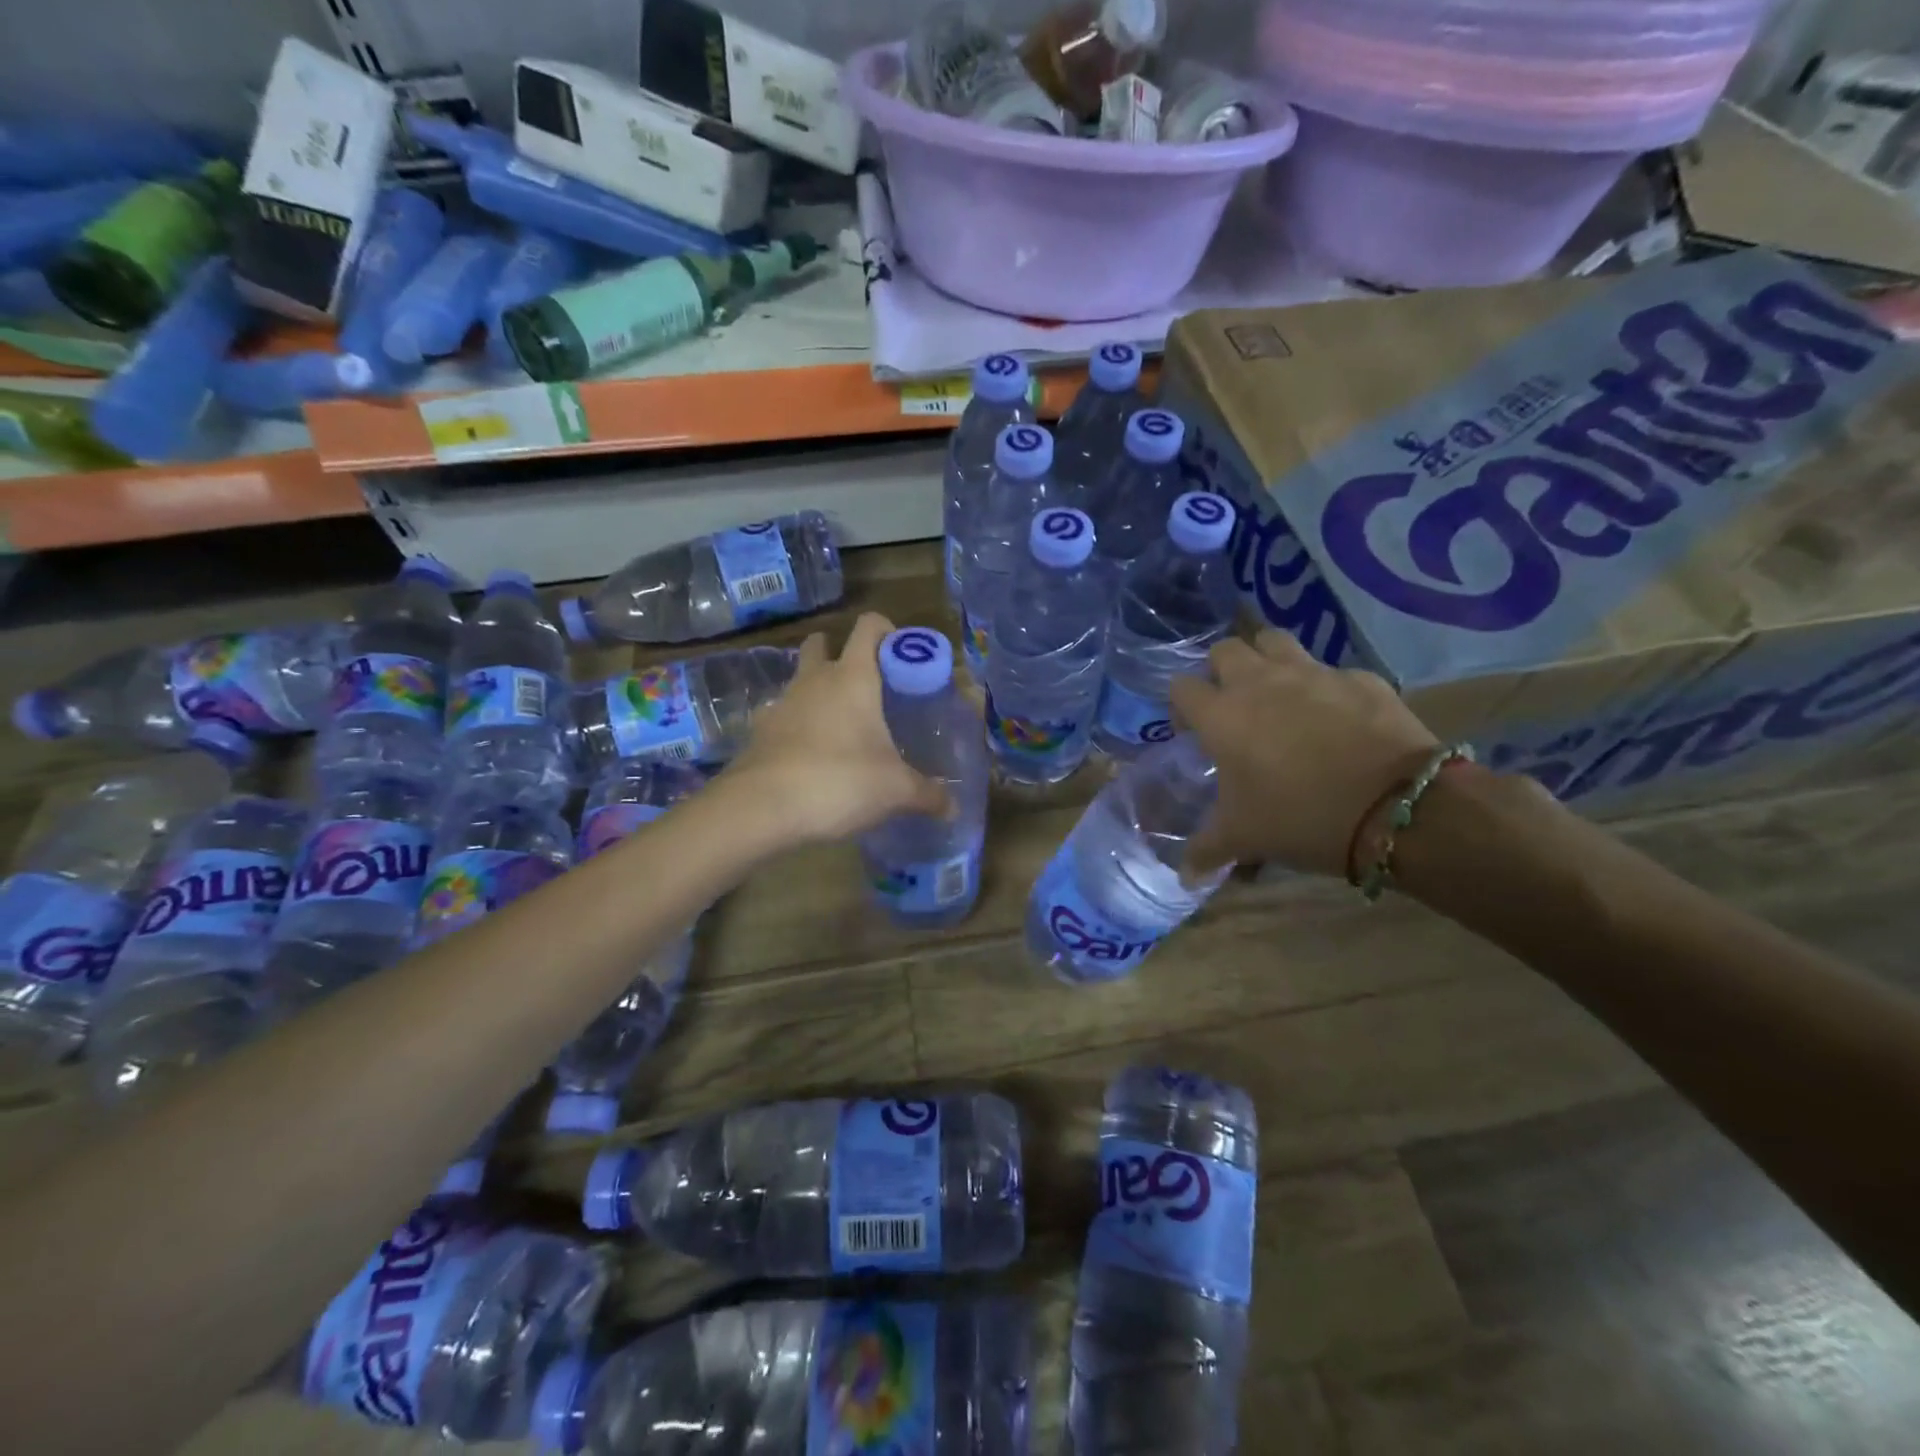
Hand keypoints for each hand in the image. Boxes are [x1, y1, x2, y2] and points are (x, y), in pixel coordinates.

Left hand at [720, 612, 950, 846]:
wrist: (761, 808)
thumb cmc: (840, 781)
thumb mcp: (895, 791)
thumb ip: (927, 795)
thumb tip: (953, 808)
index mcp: (853, 677)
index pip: (869, 627)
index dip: (887, 631)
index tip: (901, 655)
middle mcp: (815, 680)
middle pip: (822, 645)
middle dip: (839, 653)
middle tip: (866, 685)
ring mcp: (782, 703)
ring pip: (799, 680)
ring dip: (816, 690)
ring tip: (840, 725)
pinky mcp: (759, 732)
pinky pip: (782, 716)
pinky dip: (796, 725)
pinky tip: (810, 754)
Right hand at [1170, 630, 1438, 877]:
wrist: (1396, 807)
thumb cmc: (1300, 818)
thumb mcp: (1244, 839)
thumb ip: (1206, 851)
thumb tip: (1184, 877)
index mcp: (1222, 715)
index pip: (1181, 687)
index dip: (1182, 705)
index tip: (1193, 731)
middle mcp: (1260, 682)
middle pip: (1226, 649)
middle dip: (1222, 671)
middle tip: (1233, 706)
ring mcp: (1314, 673)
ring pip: (1276, 641)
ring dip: (1268, 660)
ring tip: (1278, 693)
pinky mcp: (1361, 678)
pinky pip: (1333, 672)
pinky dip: (1326, 687)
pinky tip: (1337, 717)